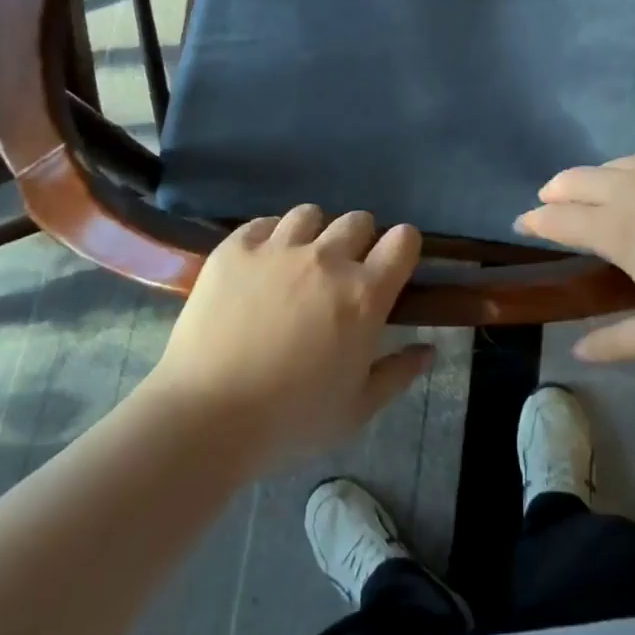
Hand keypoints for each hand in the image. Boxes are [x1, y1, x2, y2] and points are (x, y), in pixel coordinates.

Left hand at [150, 206, 431, 463]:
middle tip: (342, 273)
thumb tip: (429, 349)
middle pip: (358, 220)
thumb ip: (398, 373)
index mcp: (364, 295)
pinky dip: (269, 238)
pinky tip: (261, 265)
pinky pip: (263, 223)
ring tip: (298, 263)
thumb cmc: (290, 421)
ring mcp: (278, 248)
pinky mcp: (236, 249)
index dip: (402, 248)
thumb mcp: (356, 410)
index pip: (403, 240)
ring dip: (313, 234)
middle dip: (359, 240)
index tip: (392, 266)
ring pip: (310, 214)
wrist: (205, 418)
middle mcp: (327, 259)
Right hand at [516, 145, 634, 360]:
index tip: (522, 224)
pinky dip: (628, 171)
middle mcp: (625, 187)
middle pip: (571, 180)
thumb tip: (578, 352)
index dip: (534, 222)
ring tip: (597, 198)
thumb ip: (619, 342)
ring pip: (607, 166)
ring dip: (590, 181)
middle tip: (550, 205)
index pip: (557, 220)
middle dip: (553, 193)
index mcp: (615, 229)